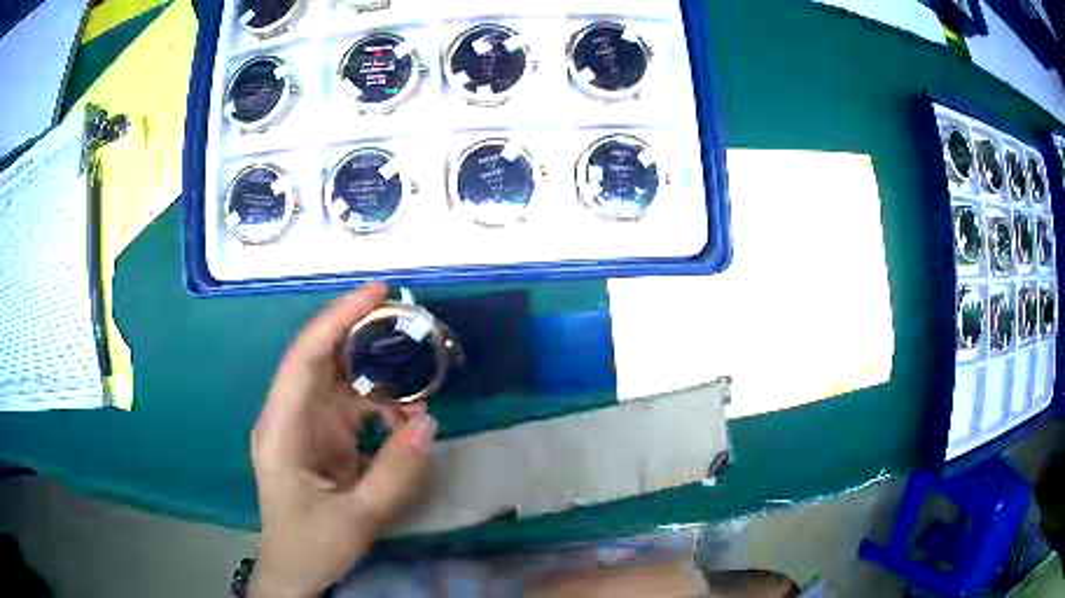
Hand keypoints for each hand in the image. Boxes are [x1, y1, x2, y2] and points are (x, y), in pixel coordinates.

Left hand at [249, 284, 437, 597]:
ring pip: (337, 381)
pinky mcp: (318, 439)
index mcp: (282, 431)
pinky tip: (404, 417)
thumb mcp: (358, 518)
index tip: (376, 293)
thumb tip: (429, 422)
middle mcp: (287, 418)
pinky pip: (349, 406)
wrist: (295, 572)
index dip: (337, 320)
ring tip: (417, 374)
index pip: (304, 359)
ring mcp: (302, 427)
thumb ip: (395, 473)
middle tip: (407, 320)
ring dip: (375, 374)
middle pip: (319, 359)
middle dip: (359, 334)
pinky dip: (378, 404)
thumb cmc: (312, 546)